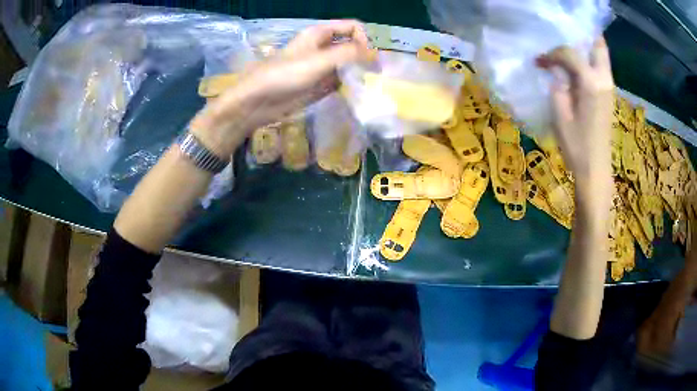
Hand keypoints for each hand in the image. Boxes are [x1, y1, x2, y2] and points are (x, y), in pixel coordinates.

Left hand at [190, 20, 371, 156]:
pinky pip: (342, 81)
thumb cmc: (283, 75)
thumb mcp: (317, 61)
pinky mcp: (320, 85)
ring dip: (360, 73)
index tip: (368, 57)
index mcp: (320, 34)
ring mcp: (323, 67)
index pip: (352, 27)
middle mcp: (324, 48)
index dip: (364, 38)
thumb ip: (347, 54)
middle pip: (353, 45)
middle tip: (376, 74)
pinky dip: (351, 86)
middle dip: (366, 56)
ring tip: (370, 86)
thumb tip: (374, 53)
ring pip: (349, 64)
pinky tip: (358, 95)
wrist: (257, 103)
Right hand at [537, 38, 613, 223]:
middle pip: (598, 44)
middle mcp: (604, 80)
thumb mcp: (560, 114)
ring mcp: (609, 88)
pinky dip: (589, 61)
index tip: (540, 62)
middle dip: (581, 36)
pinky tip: (576, 69)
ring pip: (601, 55)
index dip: (552, 53)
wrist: (595, 170)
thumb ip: (557, 84)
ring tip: (567, 53)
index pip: (570, 53)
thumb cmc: (576, 146)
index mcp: (591, 83)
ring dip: (585, 48)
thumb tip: (555, 69)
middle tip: (564, 39)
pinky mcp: (609, 96)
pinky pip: (600, 68)